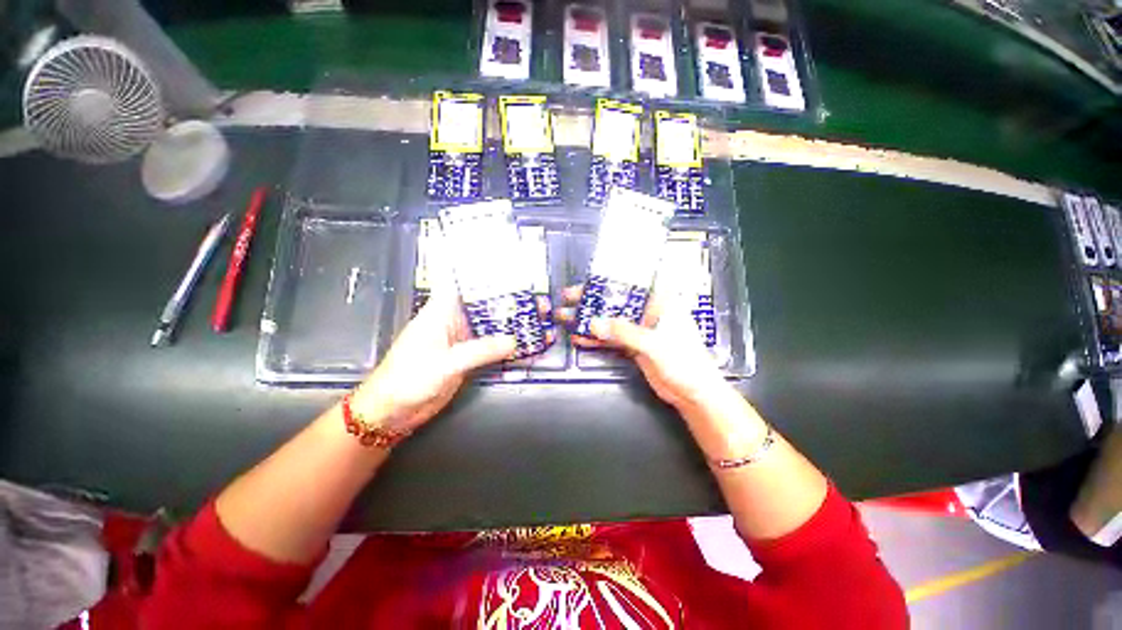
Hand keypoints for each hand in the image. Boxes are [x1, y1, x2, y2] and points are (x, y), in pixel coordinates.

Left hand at [353, 288, 552, 431]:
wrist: (394, 410)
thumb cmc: (408, 379)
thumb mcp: (446, 362)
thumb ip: (480, 351)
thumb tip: (513, 341)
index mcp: (442, 311)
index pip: (464, 283)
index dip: (485, 273)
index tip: (511, 269)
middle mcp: (455, 321)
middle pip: (487, 305)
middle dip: (511, 302)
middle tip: (538, 301)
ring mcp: (464, 340)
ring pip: (493, 327)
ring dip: (513, 325)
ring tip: (539, 321)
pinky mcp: (469, 358)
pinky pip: (492, 348)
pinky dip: (508, 347)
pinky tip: (526, 347)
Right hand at [558, 286, 729, 413]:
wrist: (693, 392)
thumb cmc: (685, 362)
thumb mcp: (654, 344)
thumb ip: (624, 332)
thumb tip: (595, 323)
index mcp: (661, 302)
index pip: (630, 285)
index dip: (607, 281)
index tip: (586, 282)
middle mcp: (649, 312)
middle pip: (615, 302)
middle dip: (592, 301)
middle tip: (569, 299)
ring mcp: (640, 329)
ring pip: (611, 320)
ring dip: (590, 320)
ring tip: (567, 318)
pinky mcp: (634, 345)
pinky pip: (612, 338)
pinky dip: (596, 338)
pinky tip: (580, 337)